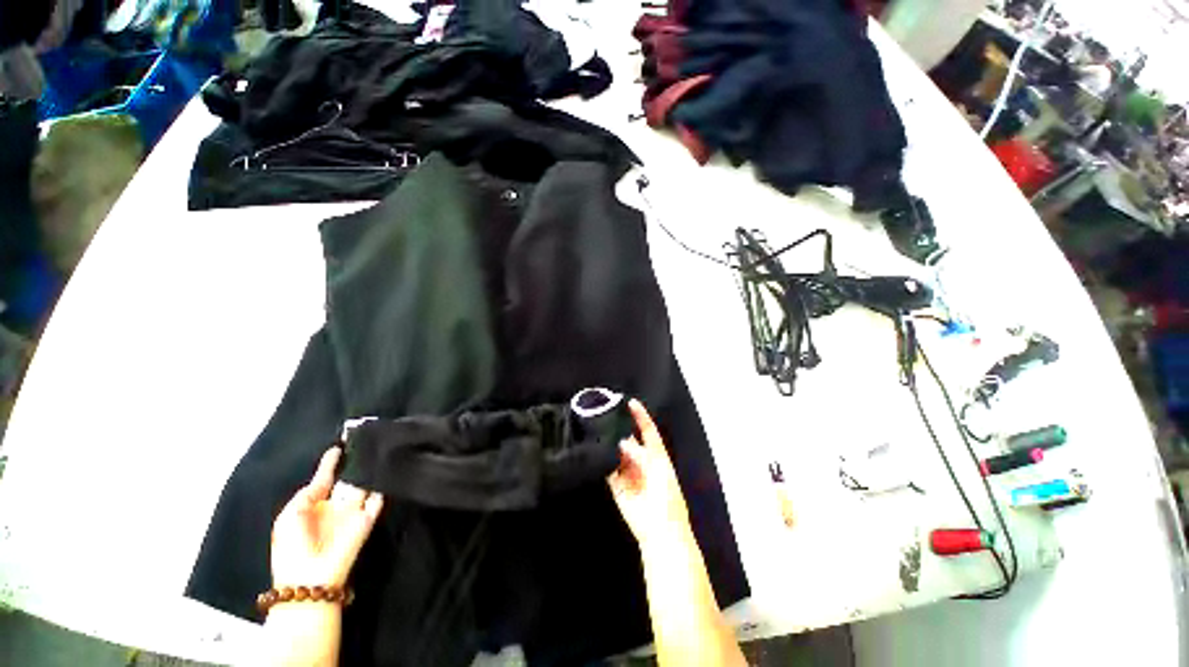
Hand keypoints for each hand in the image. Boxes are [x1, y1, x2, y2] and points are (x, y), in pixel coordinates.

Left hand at [271, 447, 383, 588]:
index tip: (339, 444)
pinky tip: (384, 470)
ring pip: (364, 486)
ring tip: (379, 451)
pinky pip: (377, 499)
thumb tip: (326, 476)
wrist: (310, 578)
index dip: (331, 463)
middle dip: (356, 463)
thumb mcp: (289, 516)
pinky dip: (381, 487)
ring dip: (370, 472)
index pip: (325, 478)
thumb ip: (307, 493)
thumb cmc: (292, 547)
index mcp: (313, 506)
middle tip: (366, 442)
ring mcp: (352, 513)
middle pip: (348, 479)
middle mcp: (335, 506)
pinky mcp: (367, 520)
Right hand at [607, 400, 693, 550]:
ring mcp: (628, 472)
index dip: (640, 416)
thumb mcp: (657, 469)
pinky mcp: (617, 485)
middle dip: (619, 429)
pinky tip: (593, 450)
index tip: (630, 402)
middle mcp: (641, 461)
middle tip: (605, 415)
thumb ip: (638, 453)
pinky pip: (608, 469)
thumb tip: (620, 441)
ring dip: (609, 444)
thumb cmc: (666, 496)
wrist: (660, 529)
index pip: (648, 430)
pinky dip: (602, 461)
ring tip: (596, 429)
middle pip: (629, 440)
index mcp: (656, 455)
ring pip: (617, 453)